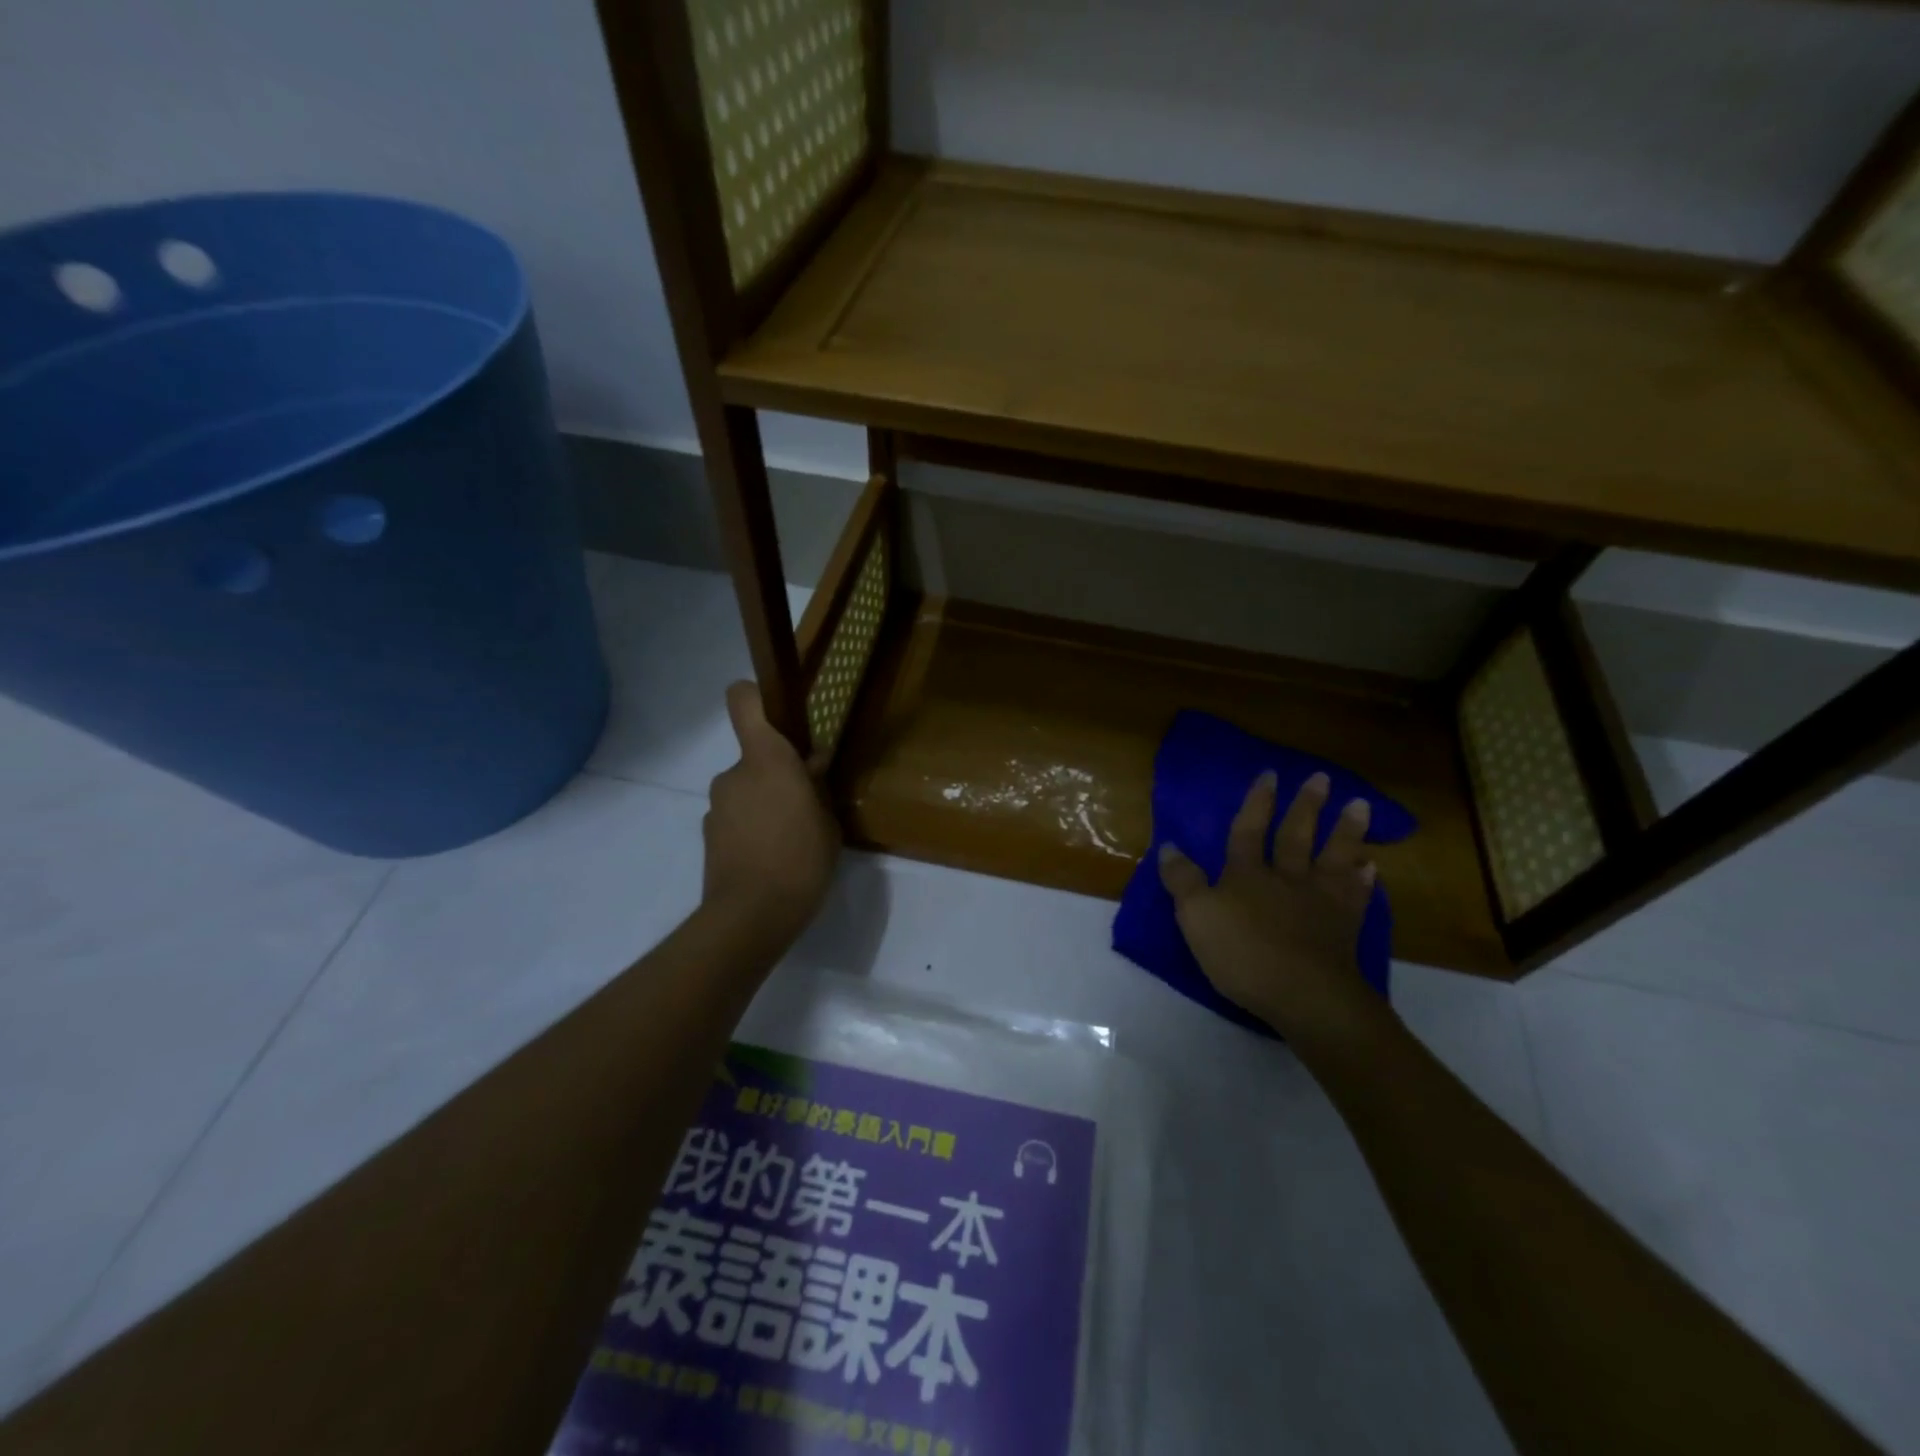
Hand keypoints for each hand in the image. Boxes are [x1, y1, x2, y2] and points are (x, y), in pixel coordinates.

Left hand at [702, 681, 840, 950]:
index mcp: (766, 759)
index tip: (779, 710)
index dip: (756, 696)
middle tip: (805, 802)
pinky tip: (771, 856)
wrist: (750, 917)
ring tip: (790, 837)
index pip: (743, 701)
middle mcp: (734, 773)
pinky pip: (736, 816)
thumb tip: (812, 765)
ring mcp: (716, 805)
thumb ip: (817, 787)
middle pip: (754, 754)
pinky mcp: (709, 834)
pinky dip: (752, 827)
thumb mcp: (828, 822)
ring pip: (746, 789)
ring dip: (765, 802)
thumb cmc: (800, 860)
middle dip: (777, 771)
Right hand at [1158, 771, 1385, 1048]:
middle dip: (1306, 806)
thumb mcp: (1196, 916)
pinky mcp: (1344, 927)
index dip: (1257, 802)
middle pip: (1296, 836)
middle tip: (1321, 777)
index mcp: (1247, 874)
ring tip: (1360, 805)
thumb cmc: (1242, 953)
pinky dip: (1363, 880)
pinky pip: (1356, 895)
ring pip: (1333, 857)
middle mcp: (1286, 878)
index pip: (1249, 830)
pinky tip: (1371, 867)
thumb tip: (1170, 846)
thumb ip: (1183, 880)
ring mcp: (1320, 901)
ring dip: (1346, 830)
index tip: (1269, 774)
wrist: (1304, 994)